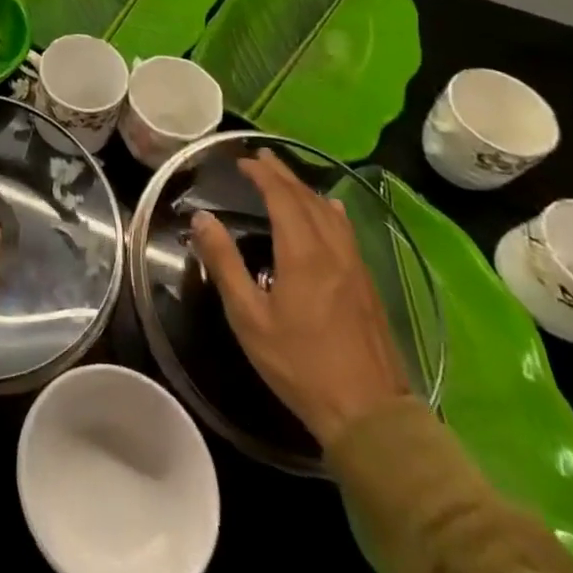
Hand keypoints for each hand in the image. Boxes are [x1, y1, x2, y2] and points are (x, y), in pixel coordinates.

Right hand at [189, 149, 409, 448]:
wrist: (370, 416)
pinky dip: (329, 211)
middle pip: (307, 198)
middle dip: (283, 174)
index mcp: (302, 253)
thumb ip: (224, 262)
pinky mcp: (368, 286)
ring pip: (330, 213)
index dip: (262, 174)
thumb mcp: (248, 316)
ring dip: (305, 189)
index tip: (242, 161)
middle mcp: (332, 250)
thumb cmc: (300, 365)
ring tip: (287, 178)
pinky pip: (346, 231)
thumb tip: (202, 218)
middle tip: (261, 157)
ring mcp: (355, 267)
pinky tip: (331, 212)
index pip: (282, 197)